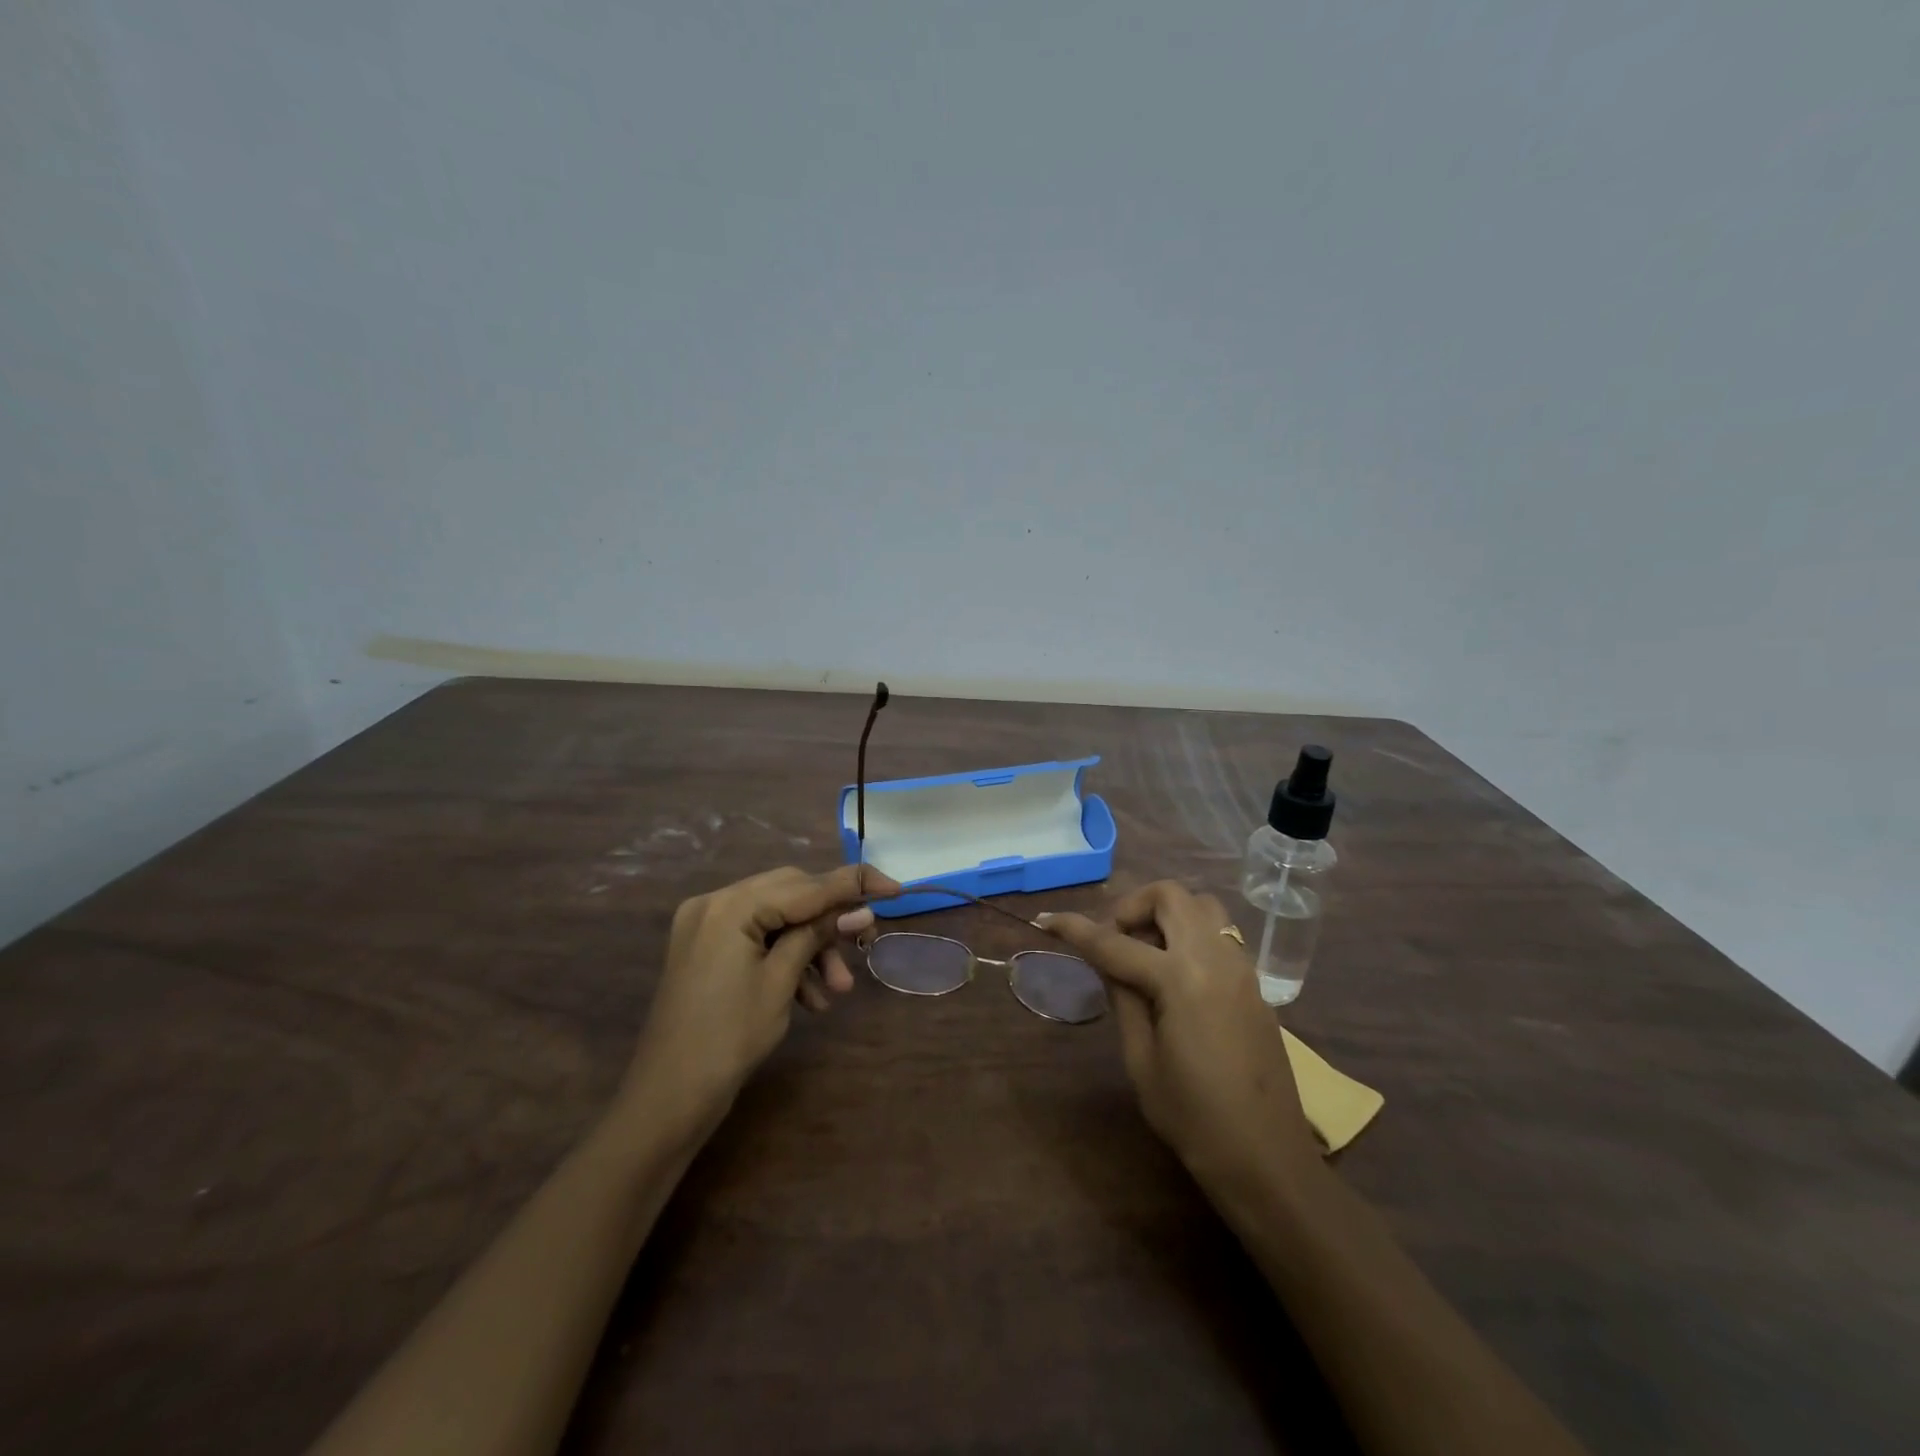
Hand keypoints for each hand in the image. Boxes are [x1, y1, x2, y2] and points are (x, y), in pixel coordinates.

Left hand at [620, 864, 897, 1141]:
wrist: (668, 1098)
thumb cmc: (729, 1038)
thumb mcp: (781, 982)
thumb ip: (819, 935)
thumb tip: (862, 911)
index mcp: (730, 905)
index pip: (805, 885)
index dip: (852, 885)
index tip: (894, 887)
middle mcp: (715, 902)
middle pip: (790, 893)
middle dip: (828, 922)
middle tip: (862, 945)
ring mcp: (707, 925)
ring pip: (777, 918)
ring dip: (810, 947)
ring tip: (837, 990)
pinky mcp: (707, 948)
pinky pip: (758, 937)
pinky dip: (786, 958)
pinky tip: (810, 998)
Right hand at [1040, 882, 1321, 1187]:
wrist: (1267, 1159)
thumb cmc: (1193, 1118)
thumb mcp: (1141, 1060)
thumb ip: (1123, 997)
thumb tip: (1108, 962)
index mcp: (1180, 979)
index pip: (1115, 943)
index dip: (1075, 929)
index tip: (1047, 919)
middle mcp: (1214, 959)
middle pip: (1170, 896)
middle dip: (1132, 906)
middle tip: (1113, 940)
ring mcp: (1241, 968)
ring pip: (1202, 907)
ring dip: (1167, 915)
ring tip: (1146, 954)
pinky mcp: (1255, 985)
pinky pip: (1220, 935)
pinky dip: (1190, 935)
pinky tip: (1175, 976)